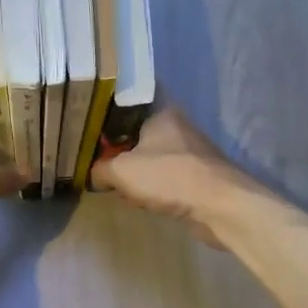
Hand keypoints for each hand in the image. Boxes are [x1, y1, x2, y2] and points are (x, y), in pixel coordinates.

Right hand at [89, 105, 250, 245]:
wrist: (219, 205)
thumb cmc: (168, 176)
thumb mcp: (121, 171)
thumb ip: (100, 169)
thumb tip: (92, 174)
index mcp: (160, 111)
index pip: (128, 102)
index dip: (106, 114)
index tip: (89, 127)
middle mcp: (176, 126)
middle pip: (136, 132)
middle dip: (117, 150)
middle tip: (96, 162)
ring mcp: (188, 151)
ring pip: (149, 157)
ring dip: (133, 172)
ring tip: (116, 186)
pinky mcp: (195, 175)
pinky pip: (163, 176)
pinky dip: (150, 186)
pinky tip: (140, 200)